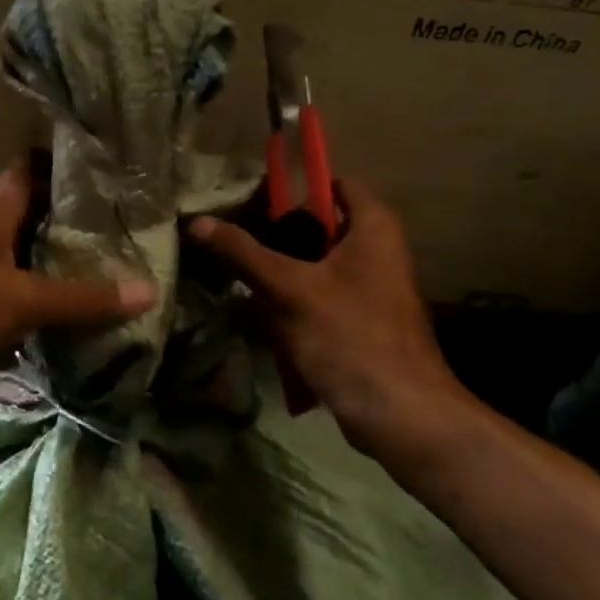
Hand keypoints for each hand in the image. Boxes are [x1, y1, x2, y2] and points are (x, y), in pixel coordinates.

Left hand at [0, 158, 154, 385]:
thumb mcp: (21, 301)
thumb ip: (82, 300)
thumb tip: (147, 292)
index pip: (38, 164)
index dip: (72, 166)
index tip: (112, 181)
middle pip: (30, 206)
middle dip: (69, 220)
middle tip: (116, 236)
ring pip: (13, 243)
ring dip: (45, 256)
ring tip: (91, 272)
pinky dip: (21, 287)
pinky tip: (44, 310)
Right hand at [188, 178, 478, 466]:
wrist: (402, 416)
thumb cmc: (351, 337)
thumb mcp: (289, 290)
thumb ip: (242, 253)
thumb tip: (197, 222)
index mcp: (372, 227)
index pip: (330, 182)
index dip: (290, 186)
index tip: (247, 201)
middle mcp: (375, 250)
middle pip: (314, 227)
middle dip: (271, 238)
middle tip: (229, 241)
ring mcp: (368, 289)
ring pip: (310, 268)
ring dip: (274, 278)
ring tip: (233, 281)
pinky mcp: (358, 323)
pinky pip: (315, 301)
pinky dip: (288, 308)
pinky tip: (255, 320)